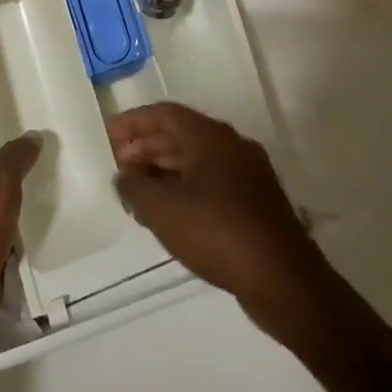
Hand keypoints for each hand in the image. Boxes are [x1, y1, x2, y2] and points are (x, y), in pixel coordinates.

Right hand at [108, 103, 323, 319]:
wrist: (283, 279)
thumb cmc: (217, 232)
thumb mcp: (163, 209)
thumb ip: (134, 187)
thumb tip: (124, 176)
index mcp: (210, 136)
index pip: (164, 113)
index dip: (133, 122)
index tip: (108, 136)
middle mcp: (232, 145)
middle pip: (181, 135)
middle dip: (146, 147)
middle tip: (119, 166)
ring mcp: (248, 173)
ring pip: (197, 160)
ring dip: (164, 170)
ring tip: (137, 193)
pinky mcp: (256, 202)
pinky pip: (212, 182)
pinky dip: (186, 188)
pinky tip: (170, 213)